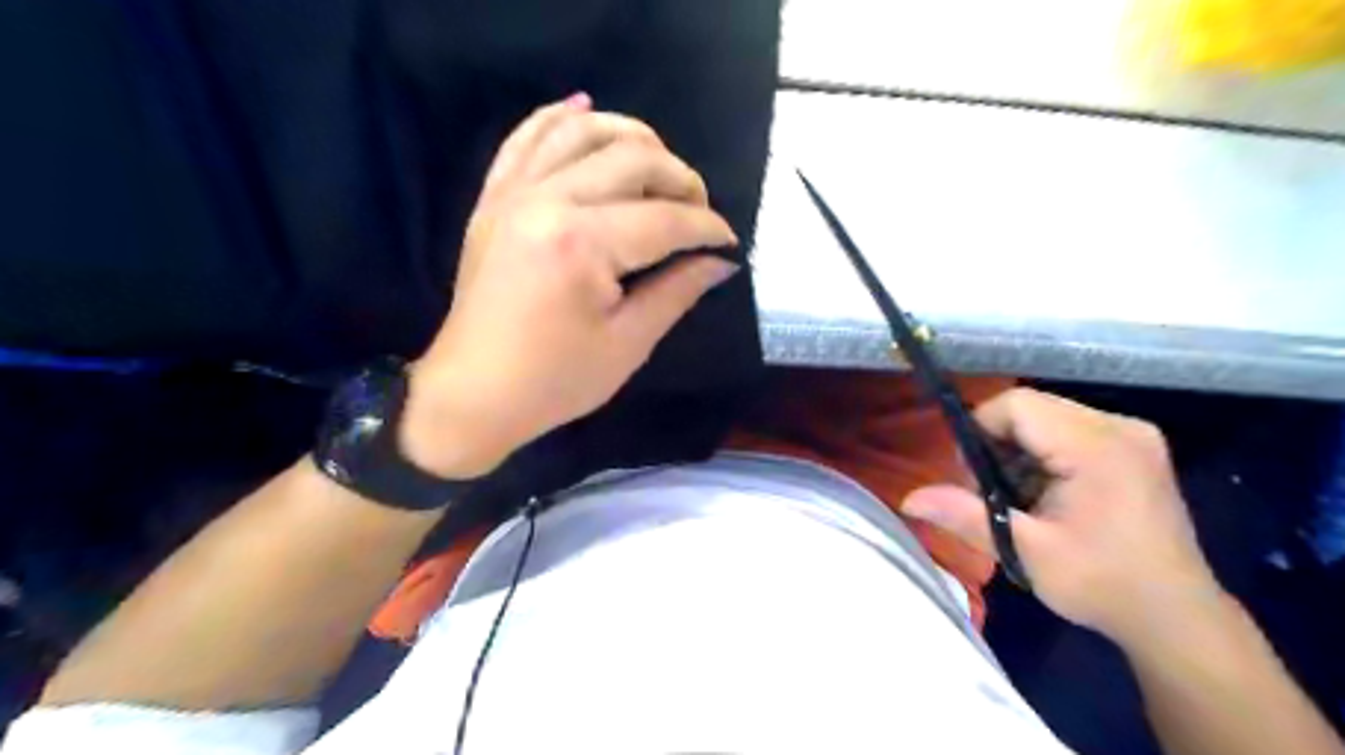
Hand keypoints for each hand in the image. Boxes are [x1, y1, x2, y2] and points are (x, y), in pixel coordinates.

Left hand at [399, 91, 739, 476]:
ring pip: (580, 132)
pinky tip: (585, 109)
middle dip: (680, 179)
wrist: (473, 393)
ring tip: (659, 161)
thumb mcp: (627, 344)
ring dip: (630, 135)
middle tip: (700, 210)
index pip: (664, 219)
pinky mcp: (494, 200)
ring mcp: (513, 194)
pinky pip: (525, 139)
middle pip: (631, 160)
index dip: (707, 227)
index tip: (729, 242)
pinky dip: (558, 118)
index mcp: (582, 244)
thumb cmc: (554, 381)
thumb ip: (677, 292)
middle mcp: (547, 201)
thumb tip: (721, 262)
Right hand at [898, 391, 1227, 642]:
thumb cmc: (1103, 584)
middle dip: (999, 442)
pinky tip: (1047, 492)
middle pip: (1032, 407)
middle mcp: (1120, 427)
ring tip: (1021, 496)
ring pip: (1049, 417)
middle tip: (994, 492)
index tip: (972, 476)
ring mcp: (1133, 435)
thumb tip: (909, 500)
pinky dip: (1045, 453)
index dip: (981, 429)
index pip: (1018, 405)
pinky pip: (1071, 429)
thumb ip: (966, 516)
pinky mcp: (1136, 447)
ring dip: (1020, 449)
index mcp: (1098, 447)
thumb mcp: (1026, 552)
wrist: (1176, 617)